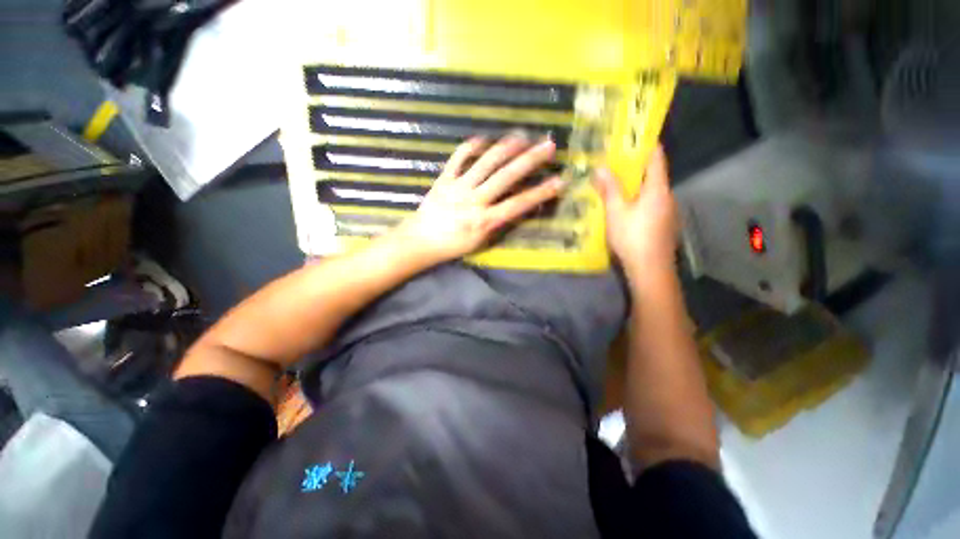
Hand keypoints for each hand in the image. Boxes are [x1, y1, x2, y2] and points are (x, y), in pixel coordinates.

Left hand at [397, 135, 564, 263]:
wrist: (421, 241)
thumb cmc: (453, 246)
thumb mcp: (480, 242)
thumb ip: (499, 223)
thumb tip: (517, 206)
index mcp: (485, 221)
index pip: (518, 204)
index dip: (540, 193)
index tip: (559, 181)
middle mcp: (474, 201)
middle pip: (506, 177)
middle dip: (530, 160)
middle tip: (548, 145)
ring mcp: (458, 186)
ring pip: (485, 162)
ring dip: (506, 147)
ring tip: (523, 135)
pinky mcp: (444, 178)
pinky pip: (458, 157)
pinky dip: (471, 145)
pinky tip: (484, 138)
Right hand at [593, 145, 678, 279]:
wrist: (650, 270)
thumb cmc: (632, 237)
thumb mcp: (616, 212)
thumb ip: (609, 189)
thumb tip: (600, 168)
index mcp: (658, 189)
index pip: (656, 158)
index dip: (646, 145)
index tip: (632, 138)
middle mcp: (667, 197)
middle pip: (653, 175)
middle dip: (635, 168)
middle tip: (614, 163)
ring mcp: (668, 213)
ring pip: (652, 192)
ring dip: (636, 186)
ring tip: (616, 186)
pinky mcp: (664, 225)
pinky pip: (652, 205)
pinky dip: (639, 200)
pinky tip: (626, 209)